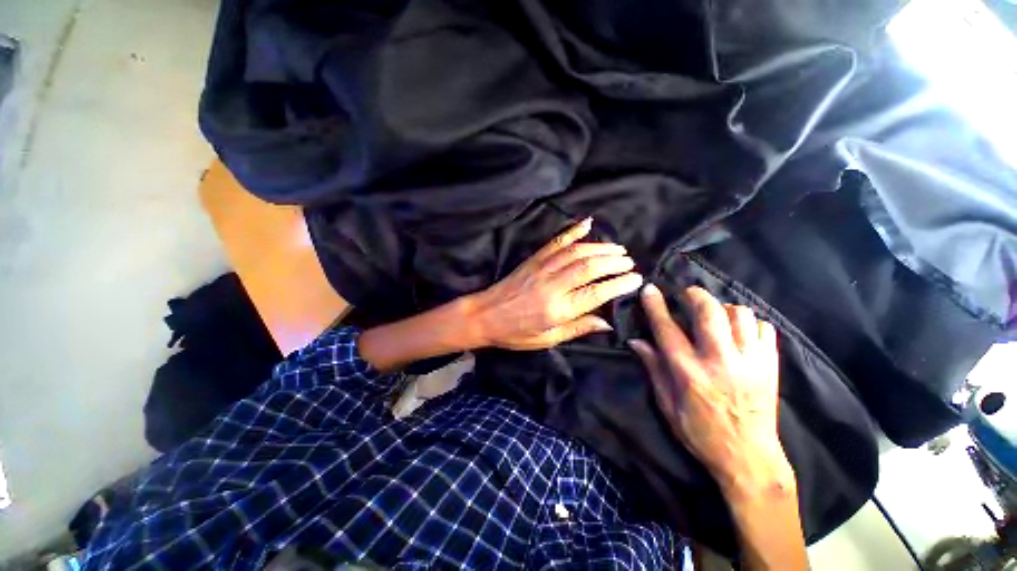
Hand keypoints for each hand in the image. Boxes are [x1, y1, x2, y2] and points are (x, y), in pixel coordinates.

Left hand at [465, 218, 642, 350]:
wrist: (484, 315)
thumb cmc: (515, 333)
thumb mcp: (547, 339)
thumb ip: (578, 329)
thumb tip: (607, 323)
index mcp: (557, 309)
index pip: (596, 293)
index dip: (619, 284)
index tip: (636, 279)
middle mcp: (552, 285)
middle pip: (589, 267)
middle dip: (613, 262)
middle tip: (630, 261)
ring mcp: (542, 268)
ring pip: (576, 252)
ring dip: (600, 247)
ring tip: (618, 248)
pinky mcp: (533, 259)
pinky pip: (556, 241)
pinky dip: (573, 231)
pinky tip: (587, 223)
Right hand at [629, 285, 792, 494]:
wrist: (749, 457)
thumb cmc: (700, 432)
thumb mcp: (667, 404)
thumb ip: (653, 368)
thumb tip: (636, 341)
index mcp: (689, 373)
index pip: (667, 329)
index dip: (656, 306)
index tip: (649, 289)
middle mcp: (720, 362)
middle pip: (709, 312)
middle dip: (695, 295)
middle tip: (686, 294)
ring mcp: (750, 362)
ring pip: (740, 314)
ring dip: (723, 308)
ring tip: (714, 314)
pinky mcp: (771, 366)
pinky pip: (764, 328)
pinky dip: (749, 323)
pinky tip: (738, 331)